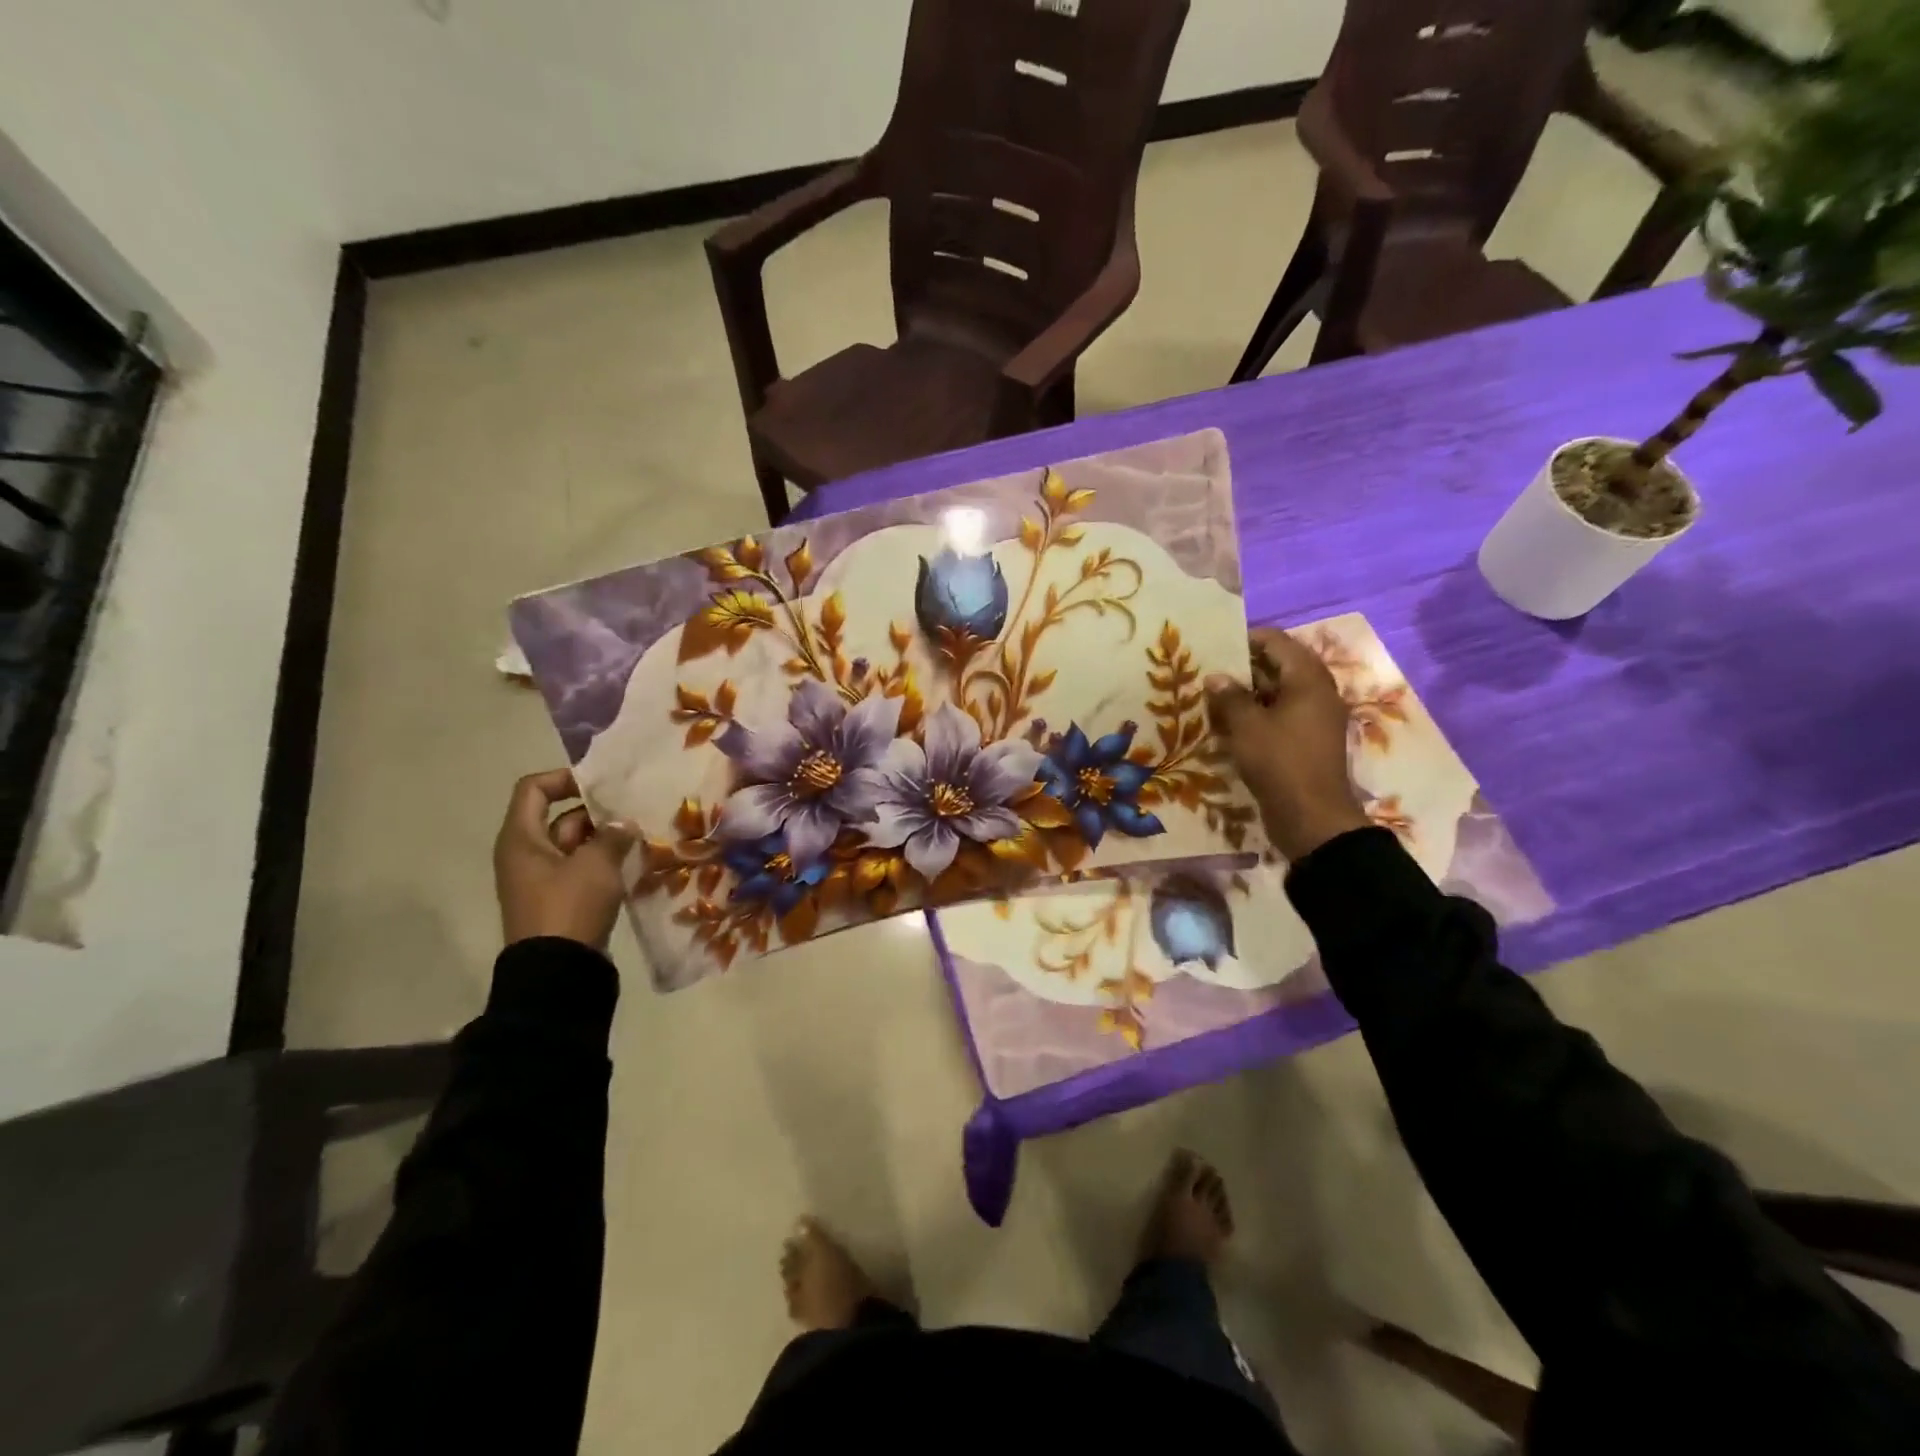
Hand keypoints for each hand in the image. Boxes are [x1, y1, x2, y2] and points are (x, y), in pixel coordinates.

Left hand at [493, 768, 637, 951]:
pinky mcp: (559, 900)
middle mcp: (526, 854)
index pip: (534, 789)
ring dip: (605, 839)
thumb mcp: (596, 863)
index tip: (601, 785)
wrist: (558, 970)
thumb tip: (623, 824)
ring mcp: (542, 880)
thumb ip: (612, 835)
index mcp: (521, 839)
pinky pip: (581, 870)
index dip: (565, 779)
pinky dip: (604, 863)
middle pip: (560, 817)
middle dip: (597, 814)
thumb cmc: (569, 906)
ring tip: (641, 837)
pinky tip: (633, 862)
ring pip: (575, 845)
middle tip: (634, 813)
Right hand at [1206, 627, 1368, 862]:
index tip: (1215, 648)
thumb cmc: (1280, 762)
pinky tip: (1228, 724)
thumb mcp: (1247, 726)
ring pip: (1277, 694)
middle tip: (1209, 673)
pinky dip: (1257, 715)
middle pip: (1279, 667)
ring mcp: (1314, 719)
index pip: (1277, 642)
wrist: (1311, 818)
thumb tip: (1216, 677)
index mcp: (1308, 680)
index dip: (1246, 640)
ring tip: (1212, 698)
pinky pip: (1280, 716)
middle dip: (1243, 668)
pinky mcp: (1306, 741)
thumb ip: (1230, 697)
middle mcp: (1317, 693)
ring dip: (1247, 694)